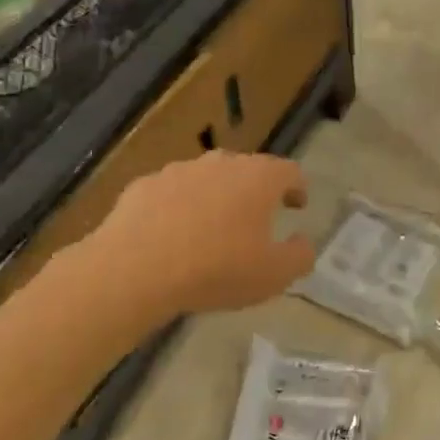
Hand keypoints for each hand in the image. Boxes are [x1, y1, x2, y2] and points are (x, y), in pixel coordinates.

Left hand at [98, 152, 315, 315]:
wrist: (135, 269)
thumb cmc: (217, 269)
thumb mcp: (274, 275)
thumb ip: (299, 257)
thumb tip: (303, 243)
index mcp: (259, 178)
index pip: (289, 171)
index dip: (297, 188)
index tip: (297, 205)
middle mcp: (222, 164)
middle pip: (247, 170)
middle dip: (254, 191)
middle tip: (256, 219)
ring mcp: (179, 171)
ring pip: (206, 179)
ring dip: (214, 198)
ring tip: (211, 230)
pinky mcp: (144, 185)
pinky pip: (170, 194)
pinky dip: (177, 209)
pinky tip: (171, 237)